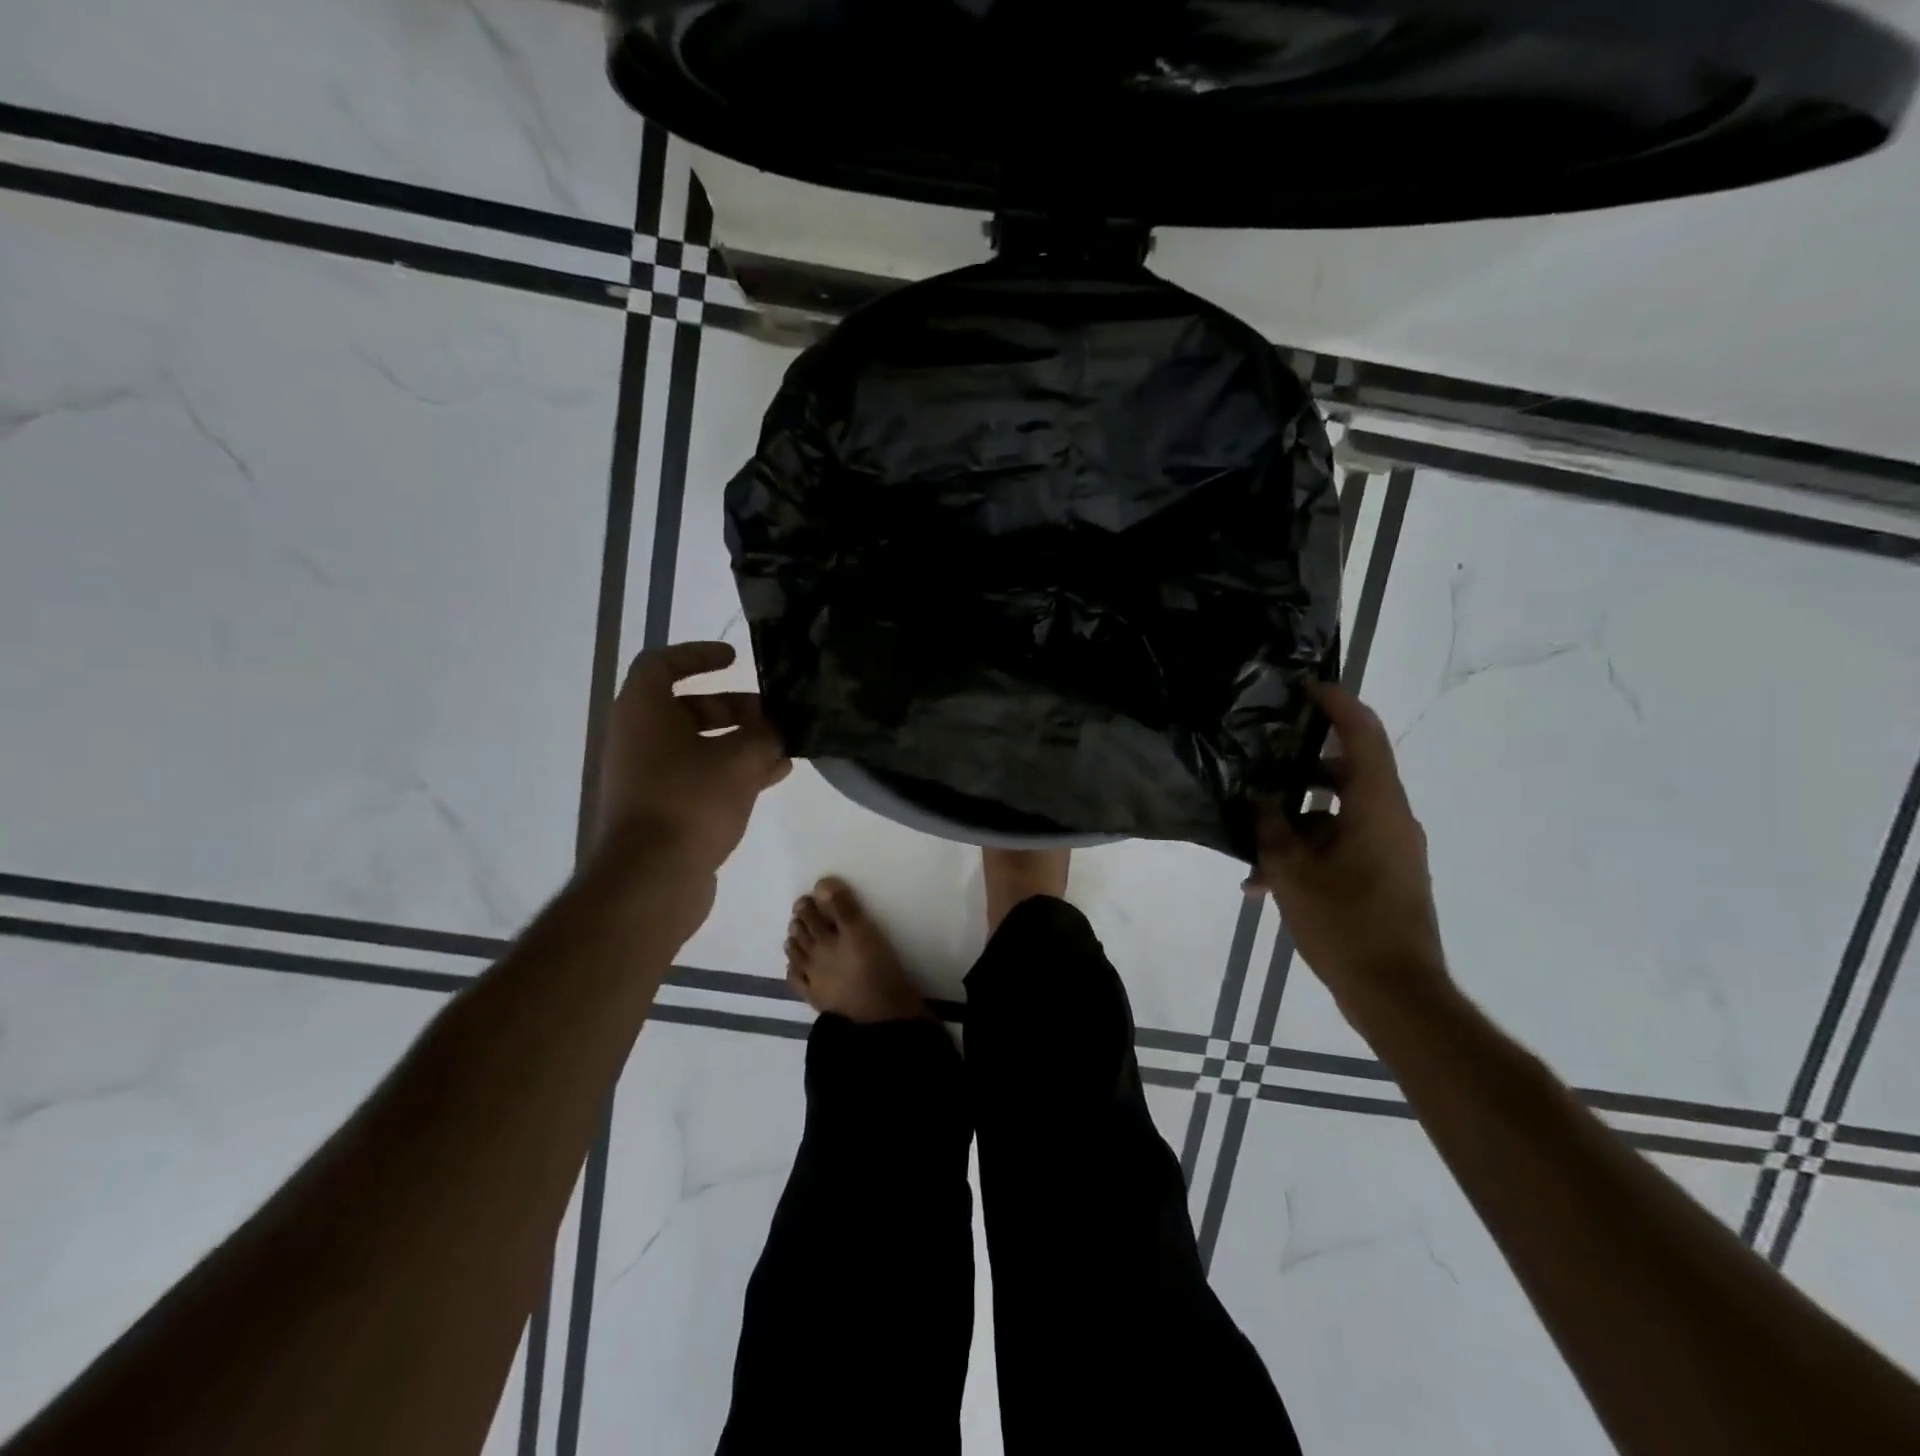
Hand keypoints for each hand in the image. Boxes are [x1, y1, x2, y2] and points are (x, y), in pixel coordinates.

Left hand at [595, 641, 791, 879]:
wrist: (651, 879)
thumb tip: (778, 729)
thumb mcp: (740, 759)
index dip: (698, 655)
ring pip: (699, 745)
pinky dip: (733, 772)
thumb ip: (765, 735)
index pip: (663, 664)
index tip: (735, 659)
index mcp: (643, 712)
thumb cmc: (690, 801)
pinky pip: (700, 777)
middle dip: (735, 707)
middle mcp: (639, 739)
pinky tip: (774, 777)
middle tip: (773, 714)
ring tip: (785, 748)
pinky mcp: (662, 809)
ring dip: (741, 742)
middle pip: (688, 707)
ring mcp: (648, 777)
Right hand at [1249, 684, 1449, 1012]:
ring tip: (1251, 849)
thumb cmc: (1346, 924)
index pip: (1364, 734)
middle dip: (1300, 770)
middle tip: (1261, 765)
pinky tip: (1266, 884)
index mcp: (1377, 807)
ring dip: (1295, 824)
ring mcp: (1391, 849)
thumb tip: (1258, 797)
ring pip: (1338, 815)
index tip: (1305, 688)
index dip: (1337, 704)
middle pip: (1347, 772)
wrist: (1397, 994)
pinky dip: (1310, 852)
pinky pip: (1343, 845)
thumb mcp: (1291, 872)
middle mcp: (1391, 819)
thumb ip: (1270, 826)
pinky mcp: (1386, 875)